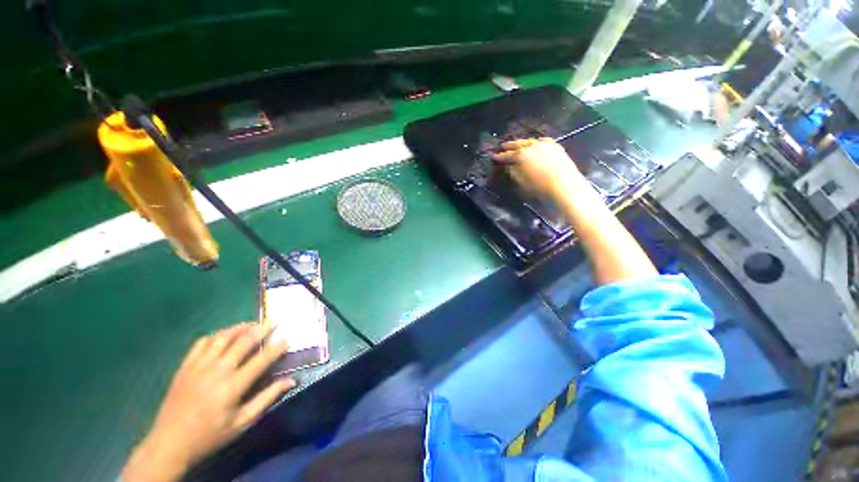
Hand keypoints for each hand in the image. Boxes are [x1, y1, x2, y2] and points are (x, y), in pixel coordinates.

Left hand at [123, 324, 293, 481]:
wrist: (169, 443)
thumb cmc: (210, 435)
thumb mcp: (242, 423)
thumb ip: (267, 398)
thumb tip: (291, 381)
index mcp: (233, 387)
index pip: (261, 360)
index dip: (276, 348)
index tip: (287, 338)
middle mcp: (217, 371)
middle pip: (243, 342)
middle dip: (261, 329)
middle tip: (272, 320)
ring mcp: (199, 366)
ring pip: (222, 337)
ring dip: (239, 328)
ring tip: (251, 324)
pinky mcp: (185, 366)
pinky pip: (202, 343)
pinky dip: (217, 335)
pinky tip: (224, 336)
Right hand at [492, 138, 586, 197]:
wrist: (565, 187)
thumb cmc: (540, 188)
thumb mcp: (522, 183)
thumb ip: (514, 173)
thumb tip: (509, 166)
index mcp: (522, 155)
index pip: (508, 155)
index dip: (501, 156)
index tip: (494, 156)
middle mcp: (533, 147)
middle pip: (519, 144)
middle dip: (510, 145)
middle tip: (503, 145)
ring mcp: (546, 145)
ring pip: (531, 141)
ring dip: (523, 142)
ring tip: (517, 144)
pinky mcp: (557, 147)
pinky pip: (544, 141)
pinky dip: (538, 142)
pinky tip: (537, 142)